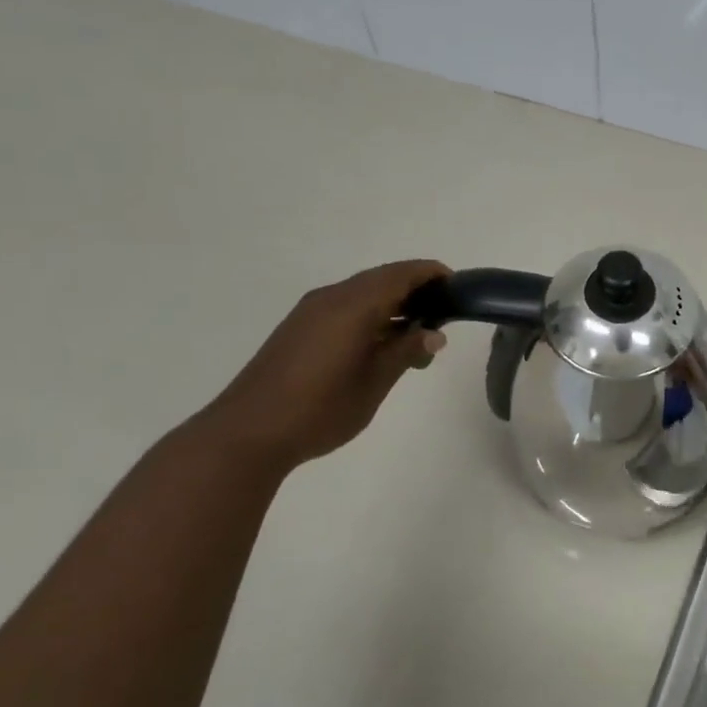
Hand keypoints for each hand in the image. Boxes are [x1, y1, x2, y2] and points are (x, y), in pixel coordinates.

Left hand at [200, 260, 449, 471]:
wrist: (248, 432)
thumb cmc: (321, 409)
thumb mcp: (374, 382)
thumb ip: (406, 351)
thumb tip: (434, 333)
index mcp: (353, 305)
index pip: (401, 274)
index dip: (431, 275)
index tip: (458, 289)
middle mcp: (331, 297)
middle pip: (382, 279)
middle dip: (415, 292)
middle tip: (443, 319)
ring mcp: (311, 312)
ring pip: (362, 294)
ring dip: (392, 306)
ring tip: (416, 339)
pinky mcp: (299, 329)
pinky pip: (344, 308)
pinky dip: (370, 316)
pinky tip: (381, 346)